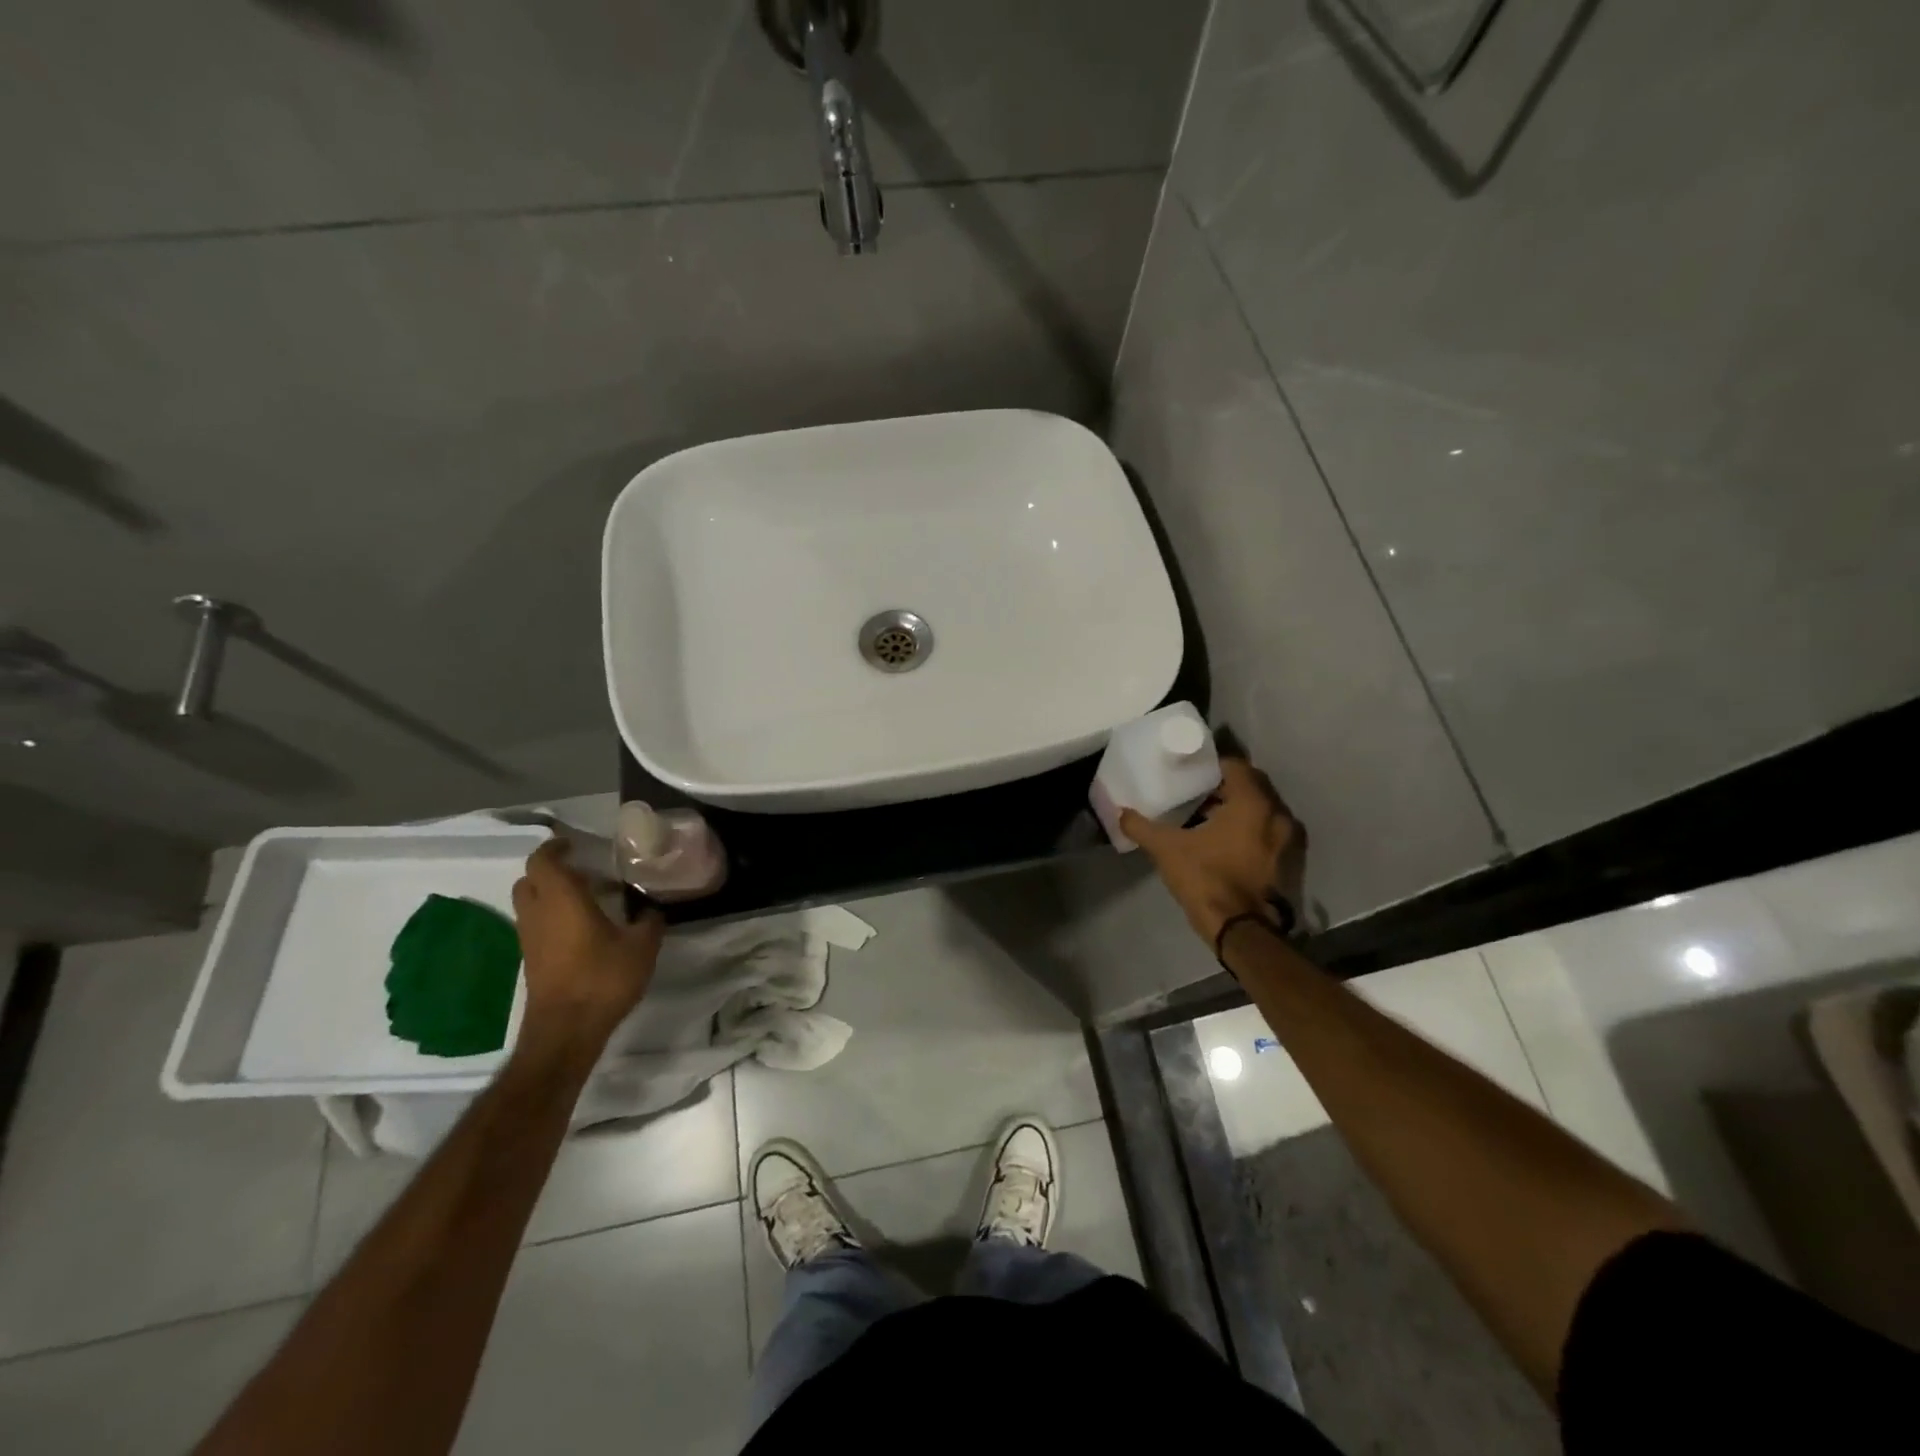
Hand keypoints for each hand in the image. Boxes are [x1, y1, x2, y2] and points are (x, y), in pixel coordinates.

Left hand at [511, 838, 664, 1046]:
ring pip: (530, 904)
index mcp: (562, 898)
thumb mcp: (642, 946)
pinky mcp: (531, 960)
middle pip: (530, 879)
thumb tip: (652, 909)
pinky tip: (583, 929)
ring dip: (551, 895)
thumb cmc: (603, 978)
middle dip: (551, 870)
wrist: (566, 1030)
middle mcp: (538, 913)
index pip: (543, 860)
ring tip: (587, 899)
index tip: (575, 845)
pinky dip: (552, 918)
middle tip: (583, 870)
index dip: (555, 848)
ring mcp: (530, 939)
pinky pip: (536, 926)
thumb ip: (649, 921)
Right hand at [1119, 757, 1305, 944]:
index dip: (1211, 765)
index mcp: (1252, 803)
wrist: (1239, 929)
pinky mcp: (1285, 861)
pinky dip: (1247, 830)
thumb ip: (1142, 826)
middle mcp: (1277, 815)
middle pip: (1250, 786)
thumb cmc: (1206, 878)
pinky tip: (1221, 840)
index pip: (1235, 766)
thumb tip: (1121, 813)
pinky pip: (1265, 831)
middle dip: (1224, 786)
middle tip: (1195, 791)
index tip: (1191, 772)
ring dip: (1236, 809)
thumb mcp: (1167, 849)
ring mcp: (1286, 840)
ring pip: (1259, 811)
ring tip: (1205, 815)